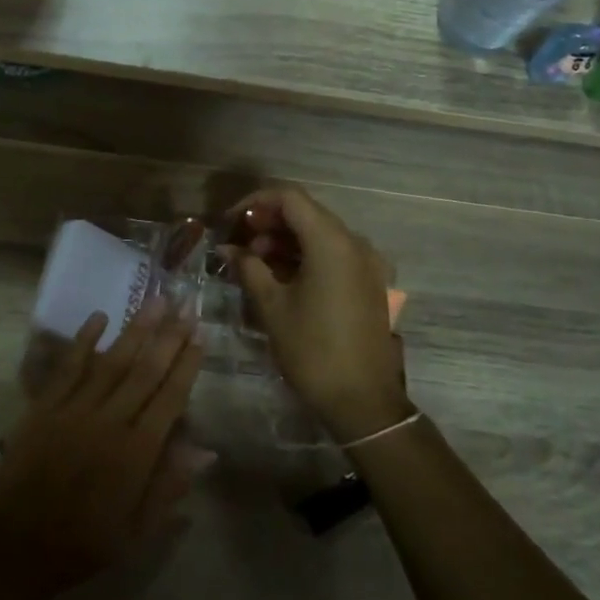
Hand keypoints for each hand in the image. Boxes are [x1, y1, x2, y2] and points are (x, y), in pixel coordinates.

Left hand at [0, 299, 203, 599]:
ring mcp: (74, 410)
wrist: (15, 547)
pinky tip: (99, 317)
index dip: (187, 364)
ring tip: (154, 301)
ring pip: (111, 361)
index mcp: (136, 453)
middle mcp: (109, 422)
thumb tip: (206, 451)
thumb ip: (170, 486)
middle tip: (186, 305)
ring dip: (135, 329)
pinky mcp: (44, 408)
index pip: (170, 398)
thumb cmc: (83, 543)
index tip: (200, 335)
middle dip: (168, 337)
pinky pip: (68, 367)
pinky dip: (84, 340)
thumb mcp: (137, 531)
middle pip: (145, 371)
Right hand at [226, 186, 406, 440]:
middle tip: (239, 246)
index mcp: (332, 242)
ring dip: (286, 242)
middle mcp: (356, 243)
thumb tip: (228, 248)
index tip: (231, 222)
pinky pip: (335, 256)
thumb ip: (248, 268)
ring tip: (256, 265)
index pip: (290, 198)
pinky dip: (307, 257)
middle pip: (307, 214)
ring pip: (321, 235)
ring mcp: (369, 264)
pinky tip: (283, 278)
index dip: (255, 202)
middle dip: (269, 224)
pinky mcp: (371, 284)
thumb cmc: (312, 350)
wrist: (363, 400)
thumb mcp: (272, 306)